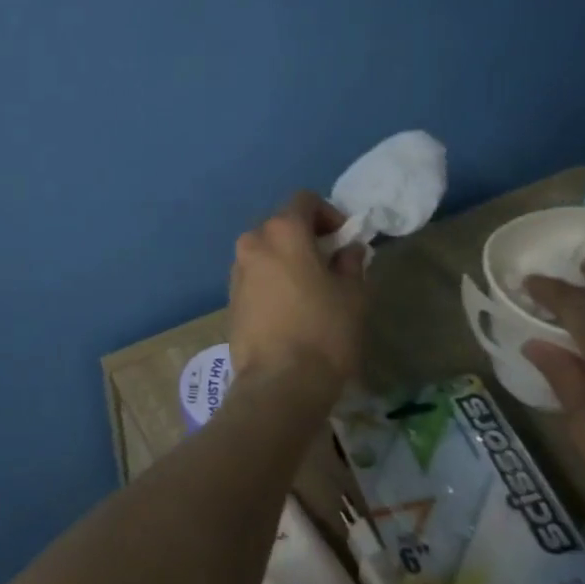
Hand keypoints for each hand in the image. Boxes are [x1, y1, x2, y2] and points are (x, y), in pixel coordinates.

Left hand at [228, 192, 367, 396]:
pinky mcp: (231, 297)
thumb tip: (348, 249)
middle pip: (282, 225)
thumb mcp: (352, 294)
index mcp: (282, 232)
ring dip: (288, 258)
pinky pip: (256, 275)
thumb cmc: (324, 331)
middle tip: (332, 264)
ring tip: (312, 288)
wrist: (279, 382)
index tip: (344, 240)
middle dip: (307, 237)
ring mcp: (237, 270)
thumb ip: (350, 262)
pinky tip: (291, 308)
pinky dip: (273, 279)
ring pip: (266, 251)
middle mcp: (252, 242)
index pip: (304, 201)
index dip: (328, 214)